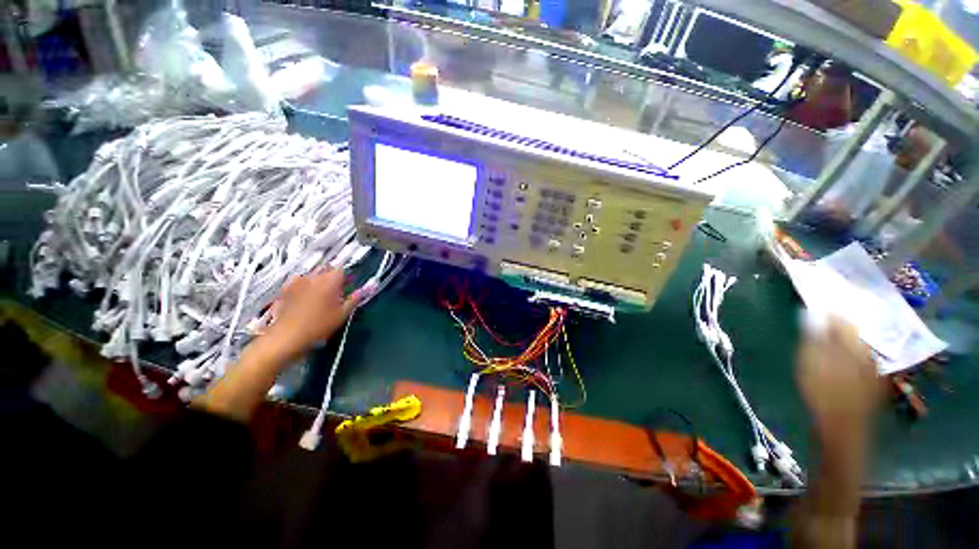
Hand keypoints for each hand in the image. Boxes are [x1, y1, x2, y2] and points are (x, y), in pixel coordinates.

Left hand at [265, 269, 360, 358]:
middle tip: (337, 292)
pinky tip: (306, 298)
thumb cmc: (318, 326)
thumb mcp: (342, 314)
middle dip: (333, 279)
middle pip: (327, 271)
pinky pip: (299, 282)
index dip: (347, 276)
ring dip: (319, 282)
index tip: (349, 284)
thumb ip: (354, 300)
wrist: (287, 336)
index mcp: (330, 281)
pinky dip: (305, 286)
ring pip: (313, 276)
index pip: (342, 269)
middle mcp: (313, 277)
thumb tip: (362, 292)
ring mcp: (298, 282)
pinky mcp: (286, 289)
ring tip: (321, 297)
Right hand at [796, 316, 880, 448]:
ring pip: (858, 346)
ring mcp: (872, 369)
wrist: (843, 428)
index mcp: (854, 345)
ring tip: (829, 341)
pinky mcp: (871, 383)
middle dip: (838, 327)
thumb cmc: (823, 392)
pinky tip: (841, 361)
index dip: (828, 314)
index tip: (814, 311)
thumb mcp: (811, 361)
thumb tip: (813, 315)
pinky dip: (850, 355)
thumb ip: (814, 337)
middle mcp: (869, 352)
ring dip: (845, 341)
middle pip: (853, 333)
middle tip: (820, 324)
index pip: (843, 320)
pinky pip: (861, 360)